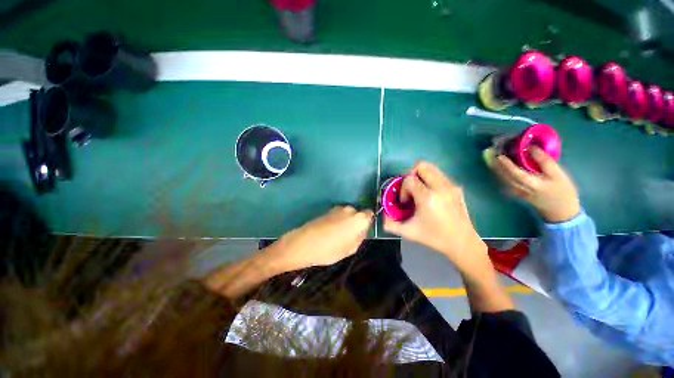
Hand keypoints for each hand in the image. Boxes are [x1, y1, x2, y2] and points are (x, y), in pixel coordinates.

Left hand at [263, 206, 373, 272]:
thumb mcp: (350, 249)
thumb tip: (362, 230)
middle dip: (356, 222)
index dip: (367, 223)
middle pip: (358, 214)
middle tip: (349, 235)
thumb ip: (360, 237)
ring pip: (347, 214)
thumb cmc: (330, 249)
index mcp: (359, 218)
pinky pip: (338, 214)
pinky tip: (329, 231)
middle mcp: (350, 209)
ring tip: (337, 234)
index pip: (370, 214)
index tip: (361, 232)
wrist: (304, 243)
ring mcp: (337, 208)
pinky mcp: (328, 210)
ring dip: (345, 221)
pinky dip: (337, 220)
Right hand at [384, 162, 489, 277]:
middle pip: (422, 166)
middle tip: (410, 189)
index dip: (403, 189)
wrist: (462, 243)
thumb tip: (383, 217)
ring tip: (420, 192)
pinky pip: (440, 176)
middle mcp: (440, 187)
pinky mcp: (457, 188)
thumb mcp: (409, 232)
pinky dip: (431, 181)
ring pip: (432, 168)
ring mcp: (451, 186)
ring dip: (422, 177)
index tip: (405, 202)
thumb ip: (391, 224)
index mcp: (427, 198)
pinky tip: (432, 196)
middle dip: (411, 175)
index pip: (409, 180)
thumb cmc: (434, 237)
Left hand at [489, 146, 579, 222]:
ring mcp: (515, 191)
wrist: (561, 211)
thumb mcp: (558, 174)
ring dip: (496, 168)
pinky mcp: (515, 192)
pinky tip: (497, 166)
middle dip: (496, 164)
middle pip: (504, 176)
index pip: (515, 173)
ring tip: (491, 157)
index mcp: (531, 184)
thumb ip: (544, 161)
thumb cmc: (562, 191)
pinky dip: (500, 173)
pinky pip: (504, 181)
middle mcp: (519, 188)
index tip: (500, 155)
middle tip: (491, 152)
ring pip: (502, 178)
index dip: (506, 164)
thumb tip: (530, 148)